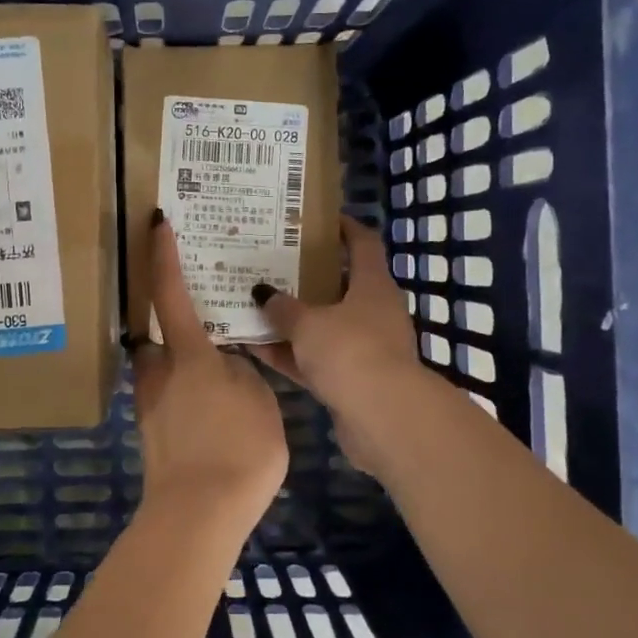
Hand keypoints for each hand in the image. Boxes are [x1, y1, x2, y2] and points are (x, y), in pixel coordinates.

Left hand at [131, 214, 288, 526]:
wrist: (198, 513)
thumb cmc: (237, 447)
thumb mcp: (258, 399)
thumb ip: (241, 371)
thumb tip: (226, 362)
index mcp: (188, 354)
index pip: (170, 293)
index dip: (162, 256)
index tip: (155, 224)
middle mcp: (159, 371)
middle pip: (155, 334)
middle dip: (170, 324)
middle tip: (199, 318)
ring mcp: (150, 404)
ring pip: (160, 368)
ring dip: (178, 362)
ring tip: (210, 370)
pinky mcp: (151, 433)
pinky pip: (166, 397)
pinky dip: (183, 393)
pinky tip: (207, 411)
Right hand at [247, 217, 433, 479]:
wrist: (383, 418)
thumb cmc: (350, 351)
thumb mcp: (308, 323)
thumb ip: (283, 307)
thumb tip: (262, 291)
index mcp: (373, 285)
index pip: (363, 243)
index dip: (344, 227)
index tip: (317, 219)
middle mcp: (373, 312)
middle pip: (339, 286)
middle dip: (306, 277)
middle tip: (272, 263)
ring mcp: (364, 348)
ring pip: (323, 326)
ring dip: (292, 320)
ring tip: (254, 305)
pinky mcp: (352, 381)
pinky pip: (315, 359)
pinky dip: (290, 354)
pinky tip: (255, 347)